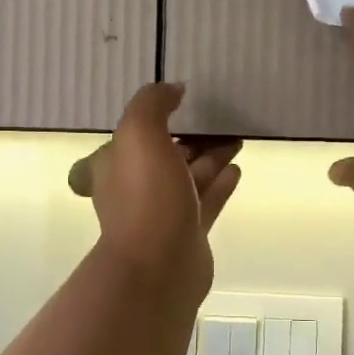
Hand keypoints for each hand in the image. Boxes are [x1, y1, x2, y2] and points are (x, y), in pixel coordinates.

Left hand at [69, 84, 241, 303]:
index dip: (161, 117)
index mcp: (116, 165)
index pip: (137, 135)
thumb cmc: (146, 196)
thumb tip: (172, 89)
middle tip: (222, 120)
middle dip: (192, 138)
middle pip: (167, 155)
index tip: (187, 103)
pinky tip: (237, 170)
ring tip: (237, 140)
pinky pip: (207, 201)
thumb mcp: (139, 134)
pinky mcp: (188, 234)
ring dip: (211, 158)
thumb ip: (152, 104)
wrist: (159, 265)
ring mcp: (163, 214)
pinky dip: (220, 184)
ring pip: (190, 177)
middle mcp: (135, 188)